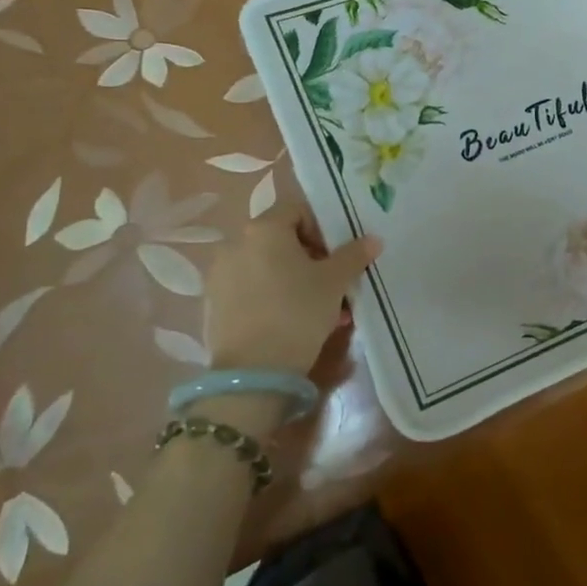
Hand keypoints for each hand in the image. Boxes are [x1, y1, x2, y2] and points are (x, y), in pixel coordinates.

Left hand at [202, 204, 379, 378]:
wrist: (253, 374)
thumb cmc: (297, 313)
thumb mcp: (334, 282)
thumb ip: (354, 255)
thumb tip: (373, 239)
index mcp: (263, 229)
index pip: (298, 210)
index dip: (323, 229)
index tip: (337, 256)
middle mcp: (235, 244)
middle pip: (281, 239)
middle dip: (310, 258)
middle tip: (331, 284)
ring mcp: (220, 275)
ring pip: (267, 266)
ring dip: (293, 279)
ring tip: (318, 309)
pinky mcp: (214, 304)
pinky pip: (250, 289)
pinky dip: (271, 296)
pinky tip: (291, 322)